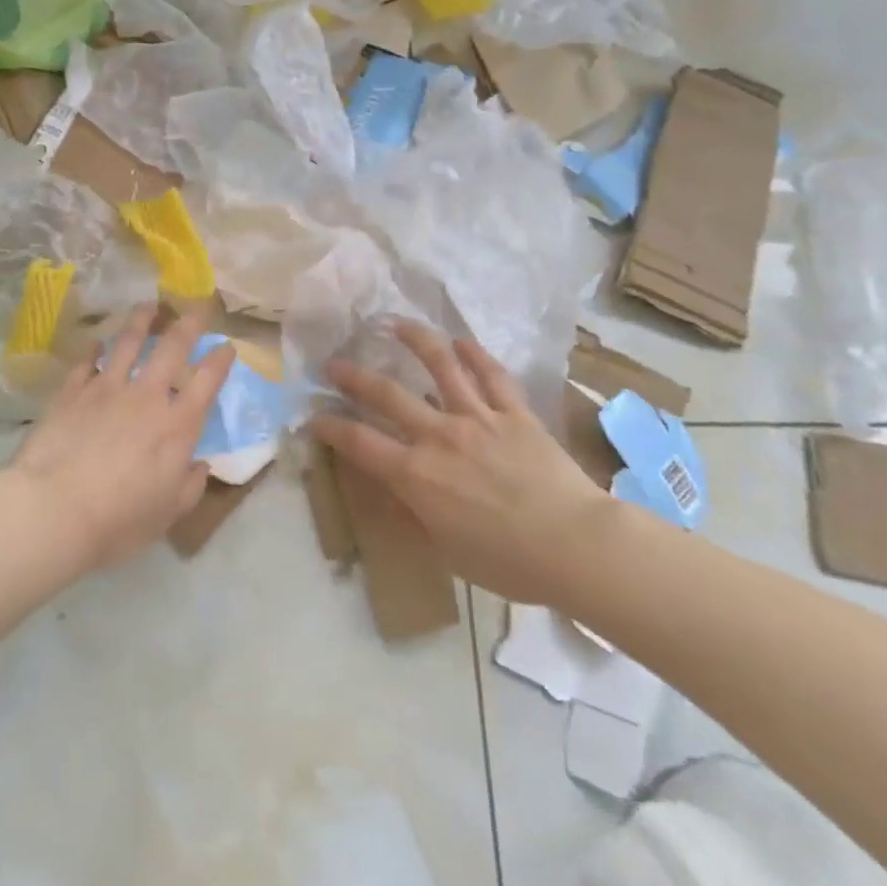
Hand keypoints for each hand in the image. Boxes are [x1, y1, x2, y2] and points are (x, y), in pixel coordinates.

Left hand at [10, 304, 235, 570]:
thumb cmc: (118, 520)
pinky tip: (96, 343)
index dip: (220, 360)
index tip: (227, 346)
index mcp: (177, 425)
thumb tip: (200, 465)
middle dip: (188, 324)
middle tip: (196, 307)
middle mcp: (146, 397)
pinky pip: (86, 362)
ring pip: (128, 343)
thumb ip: (190, 486)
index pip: (207, 381)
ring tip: (148, 307)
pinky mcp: (72, 392)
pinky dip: (94, 349)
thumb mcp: (167, 514)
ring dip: (142, 321)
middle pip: (172, 348)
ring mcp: (106, 389)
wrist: (53, 510)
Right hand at [310, 323, 610, 605]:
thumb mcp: (445, 550)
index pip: (358, 442)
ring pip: (439, 366)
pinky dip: (474, 354)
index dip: (328, 426)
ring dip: (413, 340)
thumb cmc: (507, 562)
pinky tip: (460, 342)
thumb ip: (413, 516)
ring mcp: (478, 417)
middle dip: (352, 376)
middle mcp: (439, 435)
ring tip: (394, 324)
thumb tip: (391, 493)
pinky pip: (491, 375)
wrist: (575, 546)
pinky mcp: (514, 412)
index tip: (311, 416)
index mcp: (416, 474)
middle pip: (386, 394)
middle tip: (333, 362)